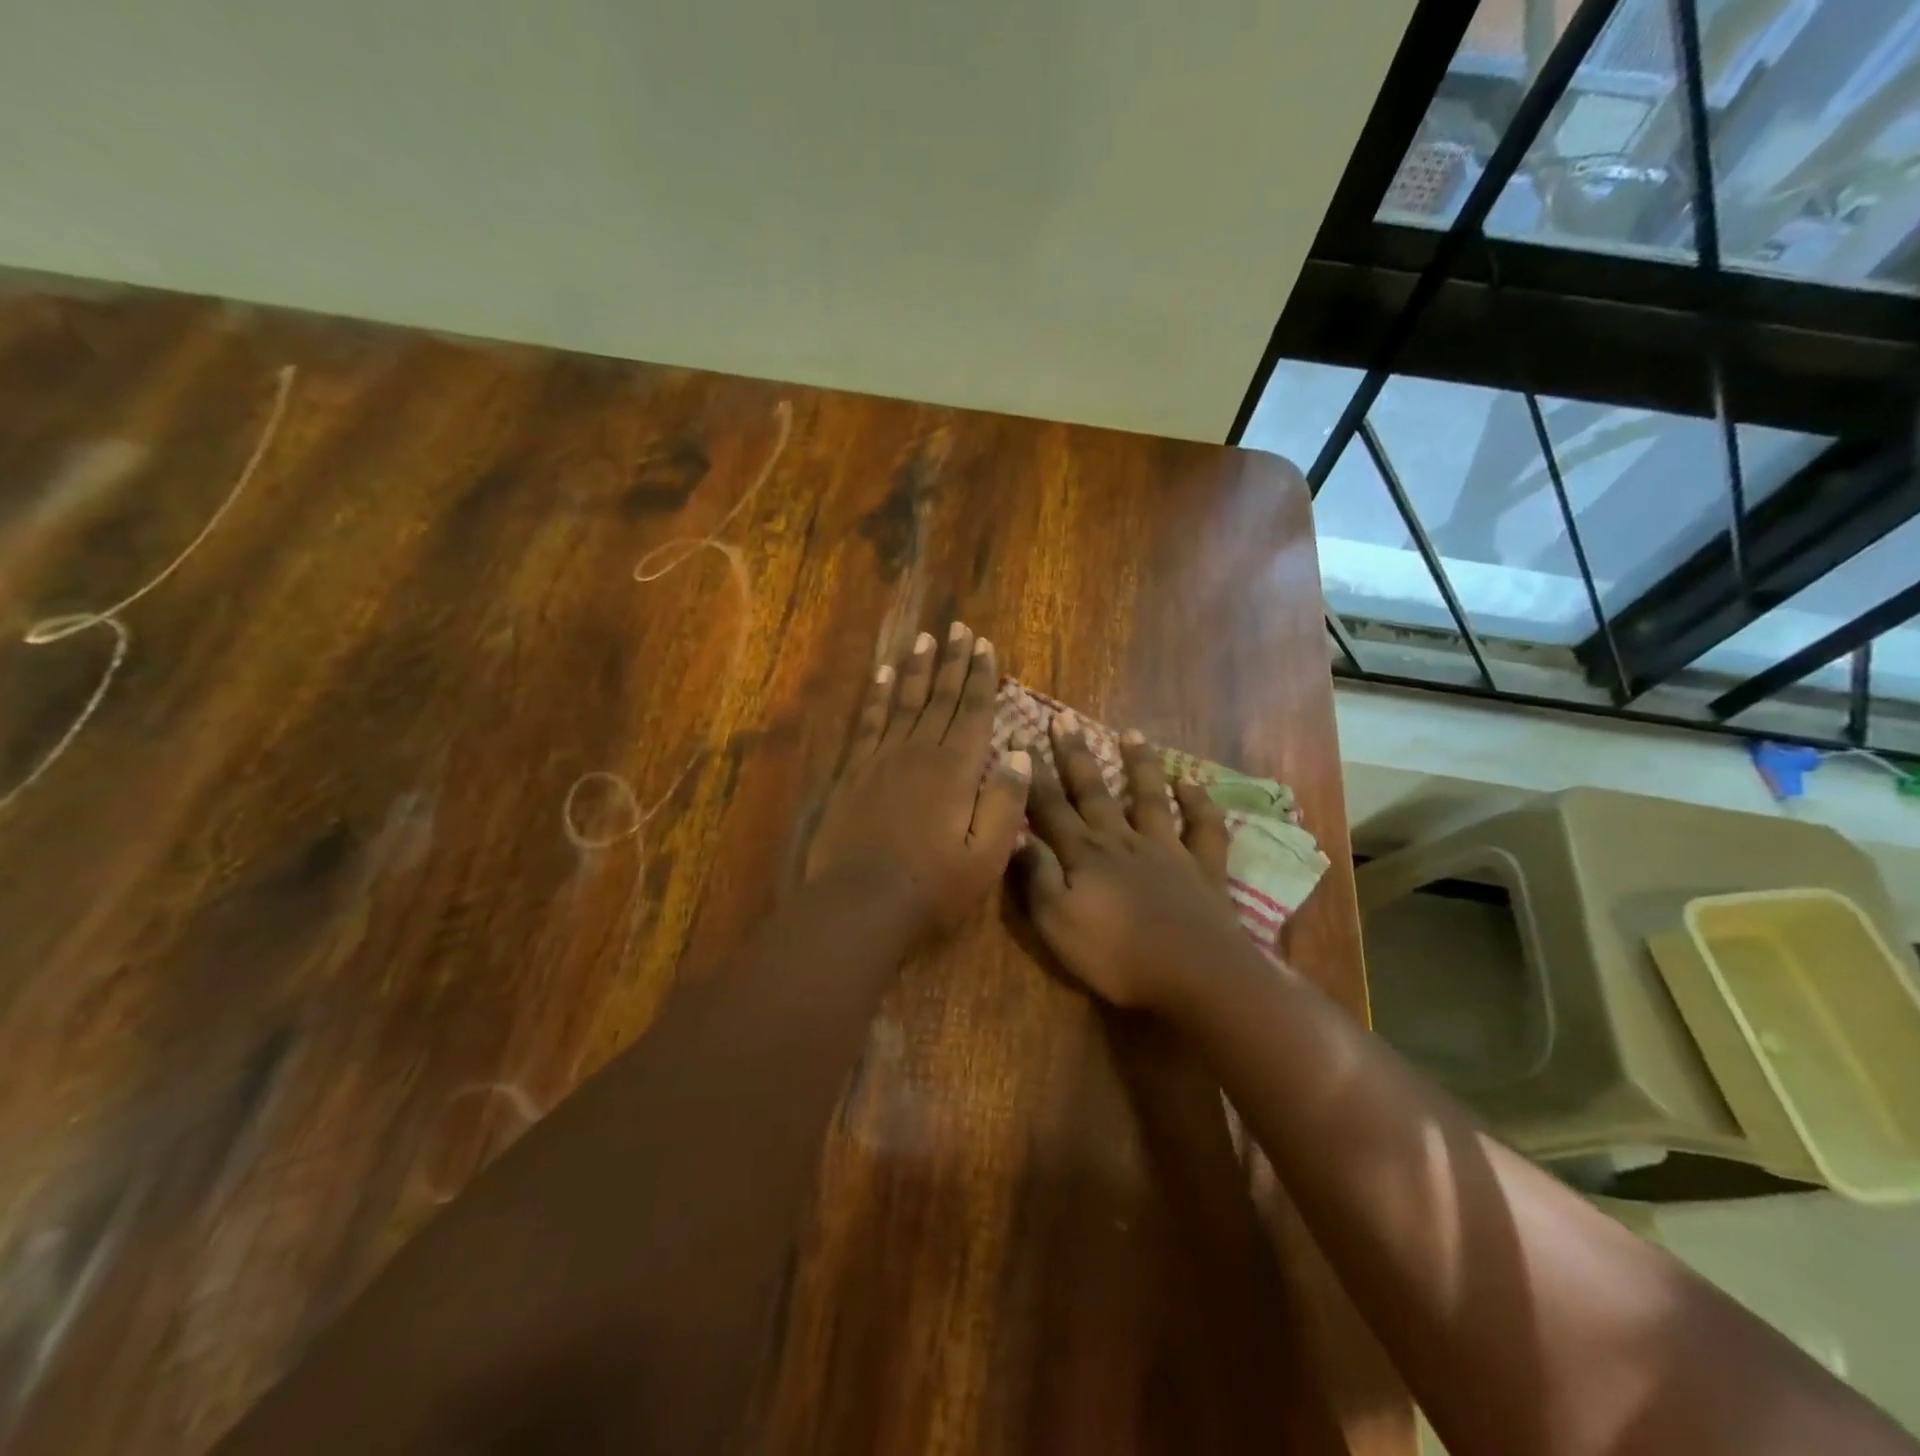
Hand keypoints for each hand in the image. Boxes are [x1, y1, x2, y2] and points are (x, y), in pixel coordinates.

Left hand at [806, 622, 1031, 937]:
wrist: (860, 904)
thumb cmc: (932, 886)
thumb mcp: (986, 854)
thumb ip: (1005, 801)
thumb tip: (1022, 753)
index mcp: (956, 769)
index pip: (974, 711)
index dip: (982, 677)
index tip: (985, 645)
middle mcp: (920, 751)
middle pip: (941, 697)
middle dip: (953, 662)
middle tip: (958, 628)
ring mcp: (883, 758)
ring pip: (904, 701)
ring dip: (917, 669)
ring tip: (925, 640)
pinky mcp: (855, 772)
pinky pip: (869, 722)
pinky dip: (877, 695)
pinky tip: (881, 676)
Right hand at [1012, 712, 1245, 1011]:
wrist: (1195, 975)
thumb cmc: (1116, 955)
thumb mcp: (1057, 923)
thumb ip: (1037, 877)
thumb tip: (1018, 835)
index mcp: (1085, 854)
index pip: (1049, 806)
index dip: (1031, 774)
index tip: (1017, 737)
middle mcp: (1122, 840)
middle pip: (1093, 791)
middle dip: (1075, 755)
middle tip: (1063, 718)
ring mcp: (1167, 850)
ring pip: (1148, 797)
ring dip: (1139, 765)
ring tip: (1132, 734)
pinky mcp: (1203, 868)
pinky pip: (1204, 828)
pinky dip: (1199, 803)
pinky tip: (1192, 783)